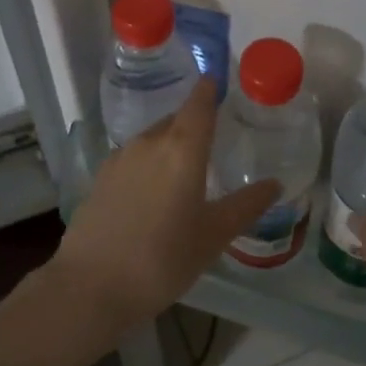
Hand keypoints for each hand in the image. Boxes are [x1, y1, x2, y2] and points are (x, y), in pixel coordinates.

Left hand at [56, 79, 279, 326]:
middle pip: (175, 121)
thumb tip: (274, 185)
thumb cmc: (162, 259)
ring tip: (186, 168)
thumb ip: (246, 206)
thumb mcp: (213, 236)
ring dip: (170, 145)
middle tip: (214, 137)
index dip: (209, 90)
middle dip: (194, 122)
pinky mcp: (100, 178)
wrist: (91, 286)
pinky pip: (134, 159)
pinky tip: (153, 190)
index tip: (217, 80)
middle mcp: (149, 143)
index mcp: (182, 149)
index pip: (199, 105)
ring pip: (152, 140)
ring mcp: (120, 159)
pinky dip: (149, 164)